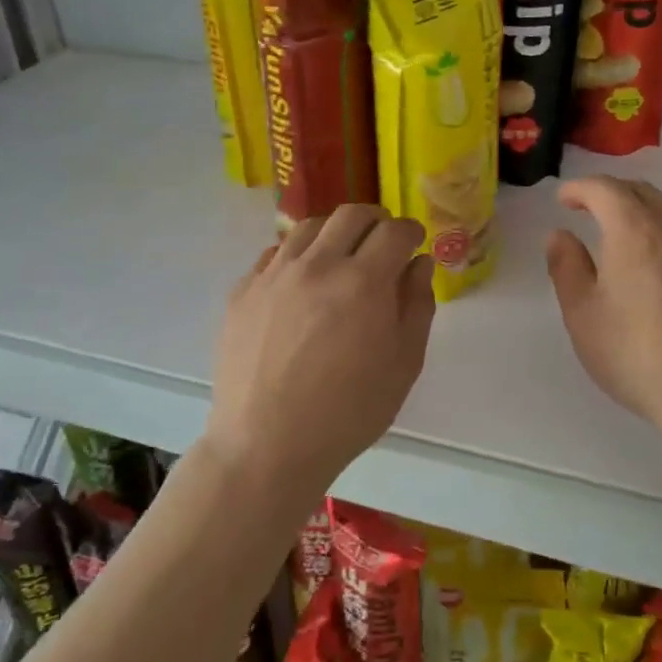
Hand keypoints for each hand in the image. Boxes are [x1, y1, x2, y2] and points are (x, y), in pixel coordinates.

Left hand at [209, 205, 436, 491]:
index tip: (414, 242)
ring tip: (341, 256)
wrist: (266, 446)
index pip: (393, 231)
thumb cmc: (347, 413)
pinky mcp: (243, 291)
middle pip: (350, 215)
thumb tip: (419, 264)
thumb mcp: (403, 365)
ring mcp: (273, 275)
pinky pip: (273, 254)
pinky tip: (301, 281)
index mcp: (363, 282)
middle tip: (383, 241)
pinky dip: (297, 256)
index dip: (410, 231)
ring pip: (308, 227)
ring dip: (334, 233)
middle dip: (376, 220)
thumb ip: (417, 306)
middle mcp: (317, 265)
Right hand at [547, 177, 661, 451]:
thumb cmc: (638, 354)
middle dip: (610, 193)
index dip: (579, 188)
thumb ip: (567, 267)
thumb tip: (560, 235)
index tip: (563, 200)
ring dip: (646, 205)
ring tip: (630, 225)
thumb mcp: (583, 315)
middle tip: (588, 210)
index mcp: (633, 230)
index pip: (604, 189)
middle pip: (640, 191)